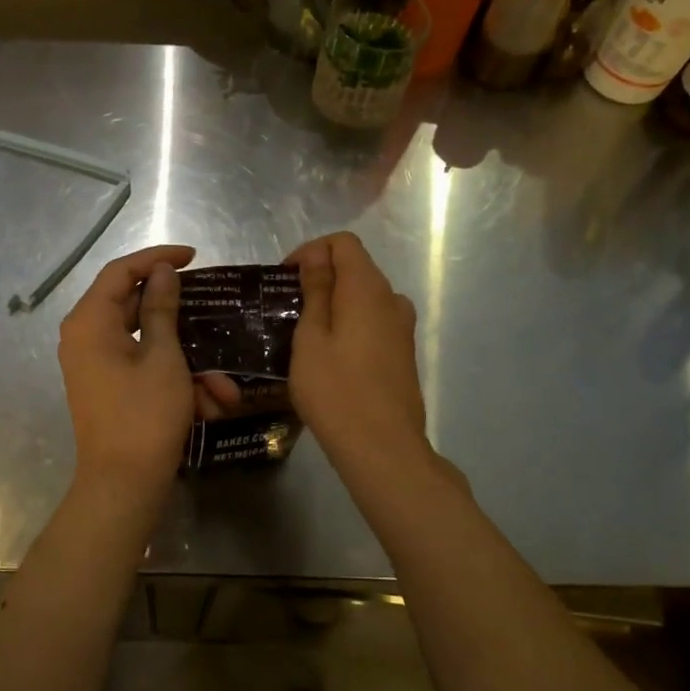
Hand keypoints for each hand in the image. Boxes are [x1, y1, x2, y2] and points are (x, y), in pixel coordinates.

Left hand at [57, 244, 197, 493]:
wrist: (123, 485)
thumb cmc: (144, 415)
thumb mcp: (163, 357)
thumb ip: (162, 308)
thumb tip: (162, 272)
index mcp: (90, 321)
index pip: (121, 271)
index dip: (157, 258)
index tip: (193, 256)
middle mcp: (85, 337)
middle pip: (135, 306)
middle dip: (182, 319)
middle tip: (211, 307)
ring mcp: (96, 364)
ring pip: (147, 344)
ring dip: (188, 361)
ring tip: (223, 388)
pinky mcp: (108, 386)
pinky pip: (144, 368)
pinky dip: (176, 380)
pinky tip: (211, 404)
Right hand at [285, 232, 431, 473]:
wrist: (382, 447)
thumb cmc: (335, 390)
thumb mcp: (311, 338)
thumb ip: (315, 291)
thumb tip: (316, 257)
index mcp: (367, 288)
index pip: (343, 243)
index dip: (311, 251)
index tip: (286, 279)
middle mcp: (392, 299)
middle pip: (356, 267)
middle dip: (320, 276)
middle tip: (288, 307)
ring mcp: (402, 327)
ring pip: (365, 297)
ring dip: (335, 302)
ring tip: (305, 332)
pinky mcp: (404, 352)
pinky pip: (374, 321)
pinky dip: (350, 323)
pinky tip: (330, 355)